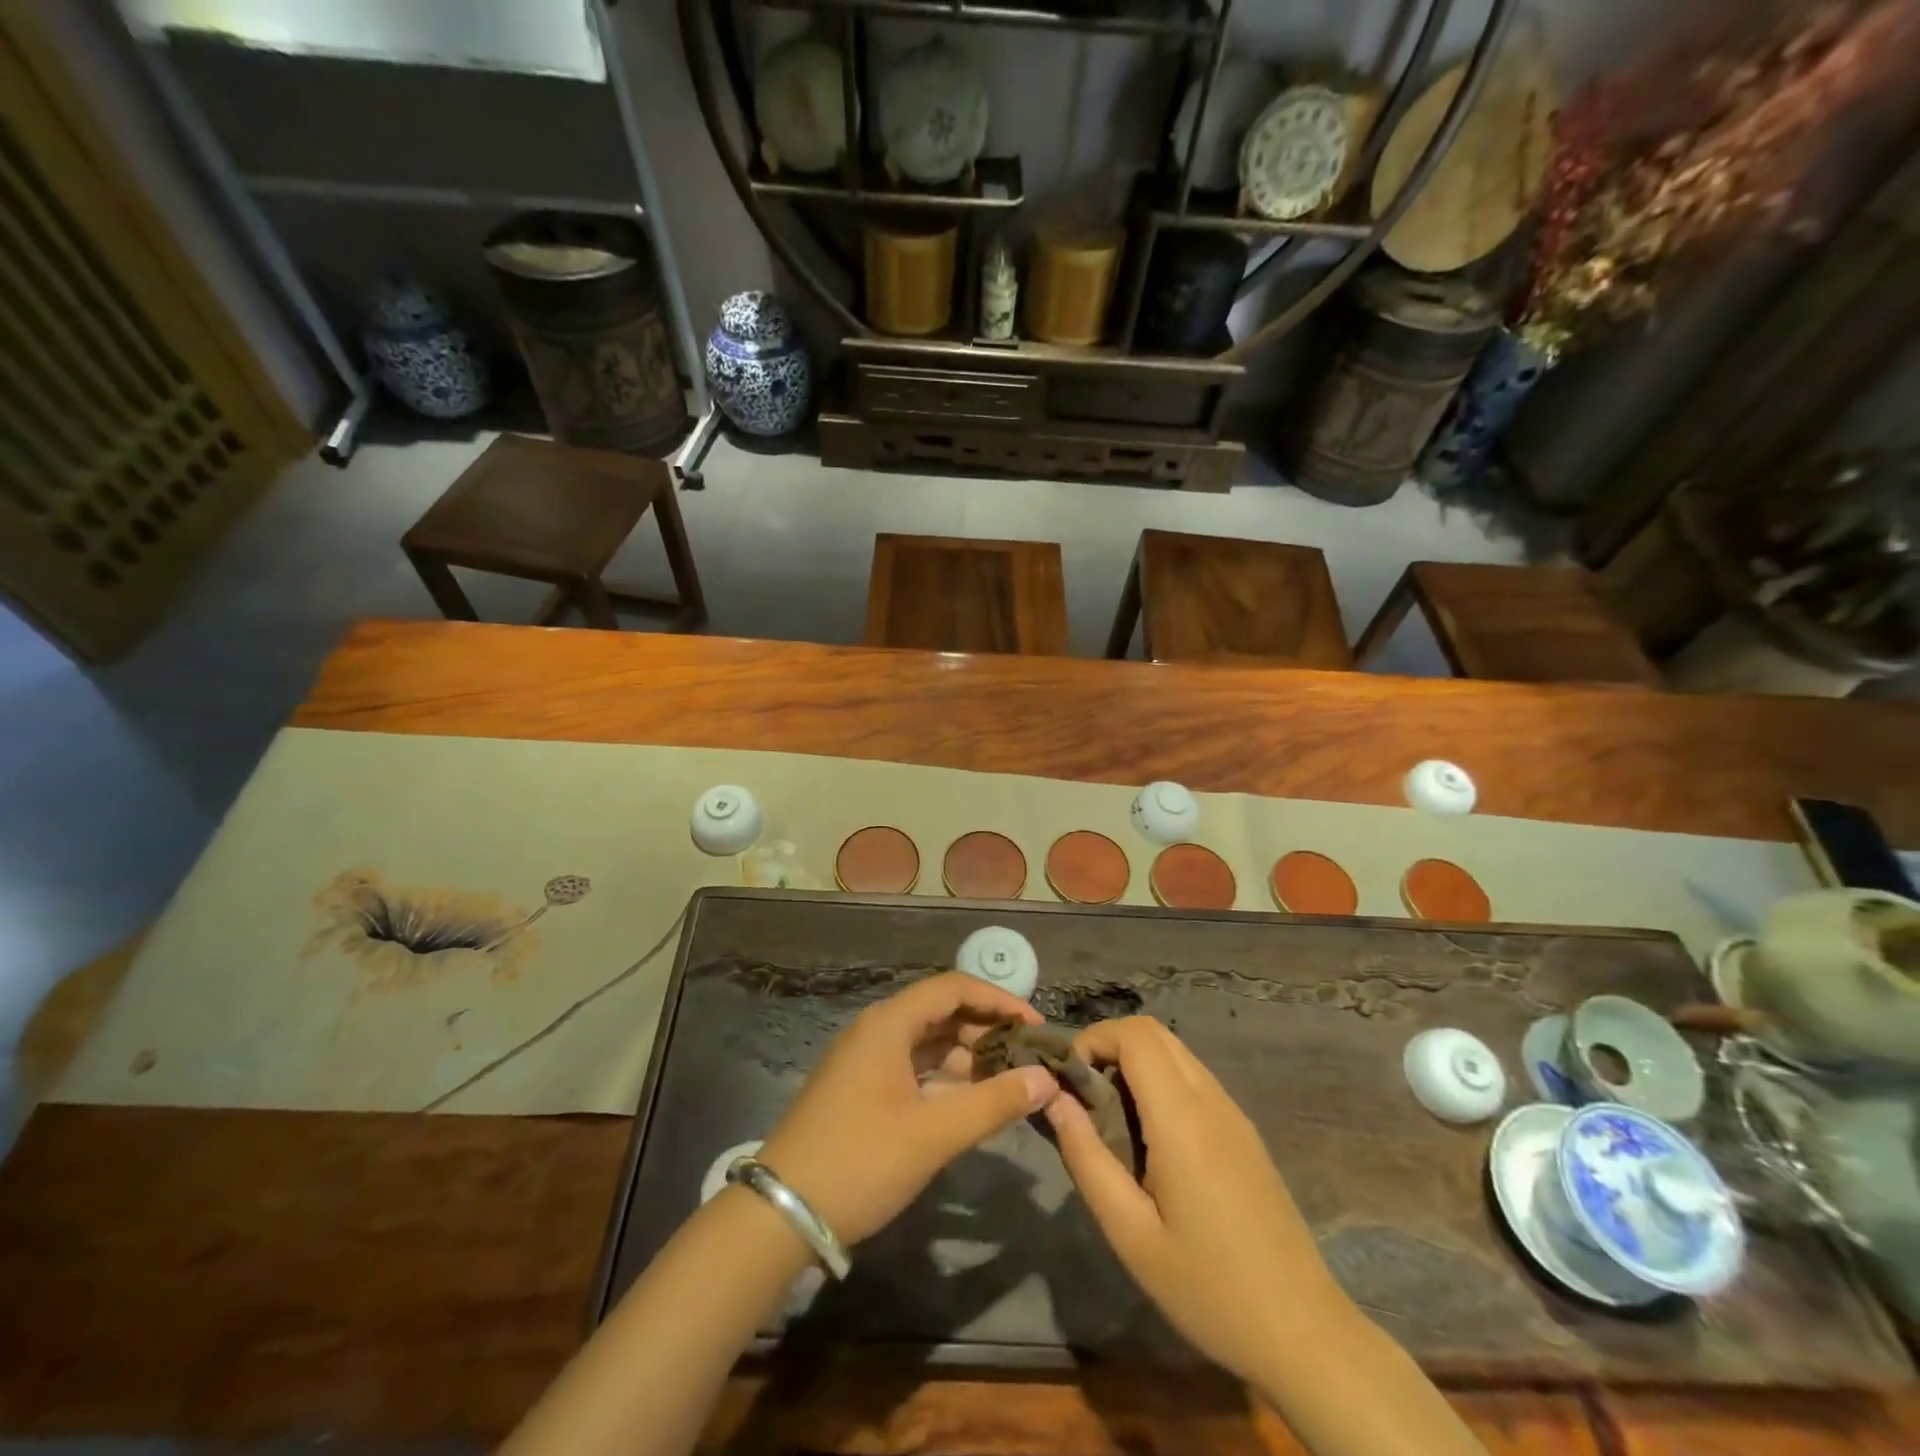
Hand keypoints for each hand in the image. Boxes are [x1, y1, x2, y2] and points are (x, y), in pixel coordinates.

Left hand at [759, 972, 1057, 1244]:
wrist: (780, 1214)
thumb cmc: (860, 1162)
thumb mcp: (933, 1134)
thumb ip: (994, 1104)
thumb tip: (1046, 1079)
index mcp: (888, 1024)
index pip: (953, 988)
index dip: (998, 1001)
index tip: (1035, 1026)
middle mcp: (876, 1030)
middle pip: (941, 1012)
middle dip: (986, 1030)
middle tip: (1028, 1058)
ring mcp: (865, 1060)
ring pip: (927, 1042)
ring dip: (968, 1056)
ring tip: (1008, 1082)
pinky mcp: (861, 1088)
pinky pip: (913, 1067)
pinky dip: (945, 1077)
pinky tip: (970, 1102)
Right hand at [1044, 1016, 1343, 1383]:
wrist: (1303, 1332)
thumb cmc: (1208, 1288)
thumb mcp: (1130, 1234)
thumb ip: (1086, 1158)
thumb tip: (1054, 1099)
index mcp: (1183, 1118)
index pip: (1135, 1034)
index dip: (1094, 1040)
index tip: (1069, 1081)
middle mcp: (1211, 1100)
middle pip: (1154, 1032)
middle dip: (1109, 1045)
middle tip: (1084, 1095)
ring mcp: (1234, 1113)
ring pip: (1176, 1052)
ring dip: (1135, 1062)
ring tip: (1111, 1117)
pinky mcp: (1245, 1132)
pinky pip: (1195, 1079)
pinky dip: (1161, 1081)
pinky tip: (1151, 1138)